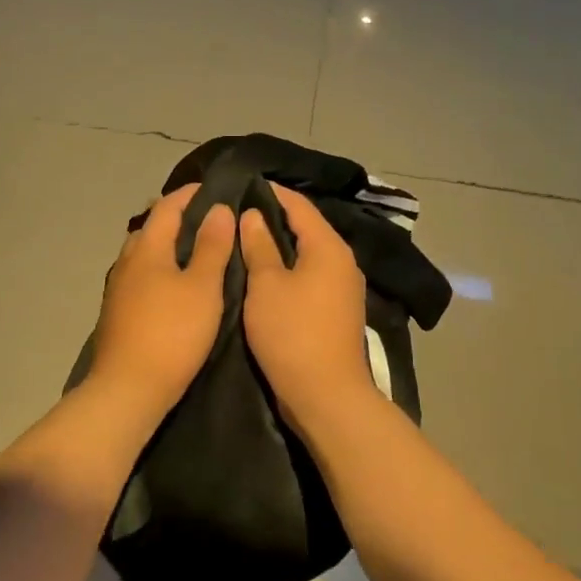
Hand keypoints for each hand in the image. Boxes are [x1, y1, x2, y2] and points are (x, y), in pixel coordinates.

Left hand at [89, 185, 234, 409]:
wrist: (128, 388)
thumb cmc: (172, 332)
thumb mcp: (202, 287)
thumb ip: (211, 246)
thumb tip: (217, 208)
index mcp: (147, 247)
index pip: (167, 206)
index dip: (190, 194)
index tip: (215, 189)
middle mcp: (127, 260)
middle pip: (152, 227)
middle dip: (177, 217)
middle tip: (210, 219)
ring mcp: (119, 287)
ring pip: (144, 253)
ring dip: (168, 244)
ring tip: (197, 250)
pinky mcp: (118, 312)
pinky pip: (141, 275)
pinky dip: (160, 268)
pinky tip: (175, 285)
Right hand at [239, 184, 371, 425]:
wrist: (326, 396)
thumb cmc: (292, 333)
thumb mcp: (266, 285)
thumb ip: (259, 245)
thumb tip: (253, 215)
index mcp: (329, 248)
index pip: (299, 206)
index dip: (272, 193)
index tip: (243, 184)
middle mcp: (343, 262)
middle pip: (307, 228)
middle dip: (274, 218)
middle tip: (237, 212)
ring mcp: (343, 288)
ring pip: (308, 254)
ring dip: (280, 245)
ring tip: (245, 239)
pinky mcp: (337, 311)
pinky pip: (311, 276)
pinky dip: (288, 269)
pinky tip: (264, 274)